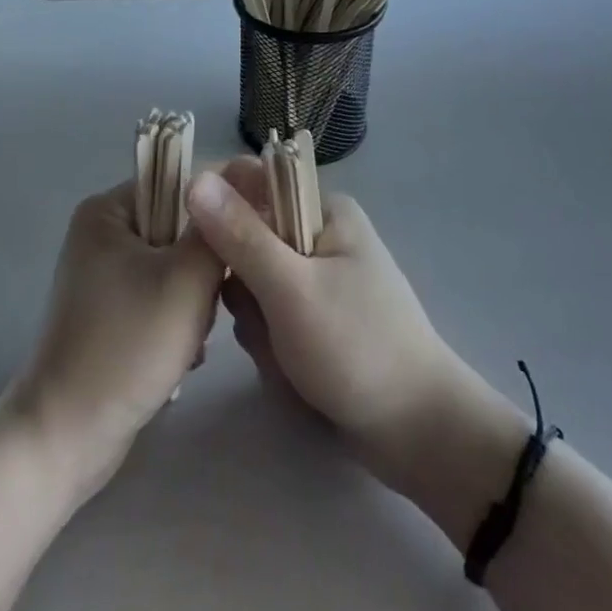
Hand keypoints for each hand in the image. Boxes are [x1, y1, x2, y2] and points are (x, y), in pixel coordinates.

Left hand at [5, 183, 223, 500]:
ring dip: (195, 300)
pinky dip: (178, 320)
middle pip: (181, 227)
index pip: (183, 182)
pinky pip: (161, 294)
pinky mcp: (110, 309)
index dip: (224, 206)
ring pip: (177, 265)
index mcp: (109, 209)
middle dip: (203, 268)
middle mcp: (103, 231)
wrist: (66, 438)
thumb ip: (218, 228)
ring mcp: (104, 272)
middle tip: (207, 305)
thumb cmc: (127, 348)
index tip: (252, 240)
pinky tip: (182, 355)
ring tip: (192, 338)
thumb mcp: (186, 281)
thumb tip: (246, 174)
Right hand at [186, 160, 481, 491]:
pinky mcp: (315, 318)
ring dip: (259, 329)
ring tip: (288, 359)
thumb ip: (239, 235)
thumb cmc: (356, 347)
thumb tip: (194, 178)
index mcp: (323, 209)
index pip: (249, 186)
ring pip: (252, 289)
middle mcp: (319, 235)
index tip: (217, 264)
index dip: (222, 220)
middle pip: (245, 245)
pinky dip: (274, 348)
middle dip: (247, 295)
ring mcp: (317, 279)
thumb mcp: (290, 288)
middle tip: (270, 327)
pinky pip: (270, 320)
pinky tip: (294, 375)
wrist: (416, 432)